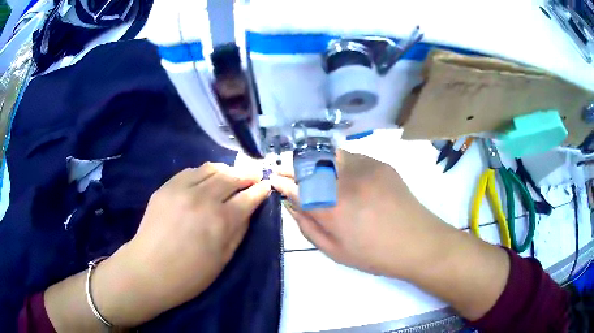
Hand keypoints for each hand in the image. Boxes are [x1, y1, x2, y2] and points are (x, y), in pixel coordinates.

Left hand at [93, 163, 270, 325]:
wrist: (149, 270)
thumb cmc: (190, 274)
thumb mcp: (223, 259)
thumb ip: (239, 231)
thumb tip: (248, 210)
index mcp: (221, 221)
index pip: (248, 197)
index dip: (260, 190)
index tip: (266, 185)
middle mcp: (203, 199)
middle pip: (231, 177)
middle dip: (247, 174)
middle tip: (254, 175)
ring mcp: (182, 189)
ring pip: (211, 168)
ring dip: (226, 170)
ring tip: (232, 174)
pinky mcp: (166, 187)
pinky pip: (190, 171)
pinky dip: (203, 172)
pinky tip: (206, 178)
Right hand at [271, 150, 451, 279]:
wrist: (418, 242)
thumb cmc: (374, 254)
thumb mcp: (334, 251)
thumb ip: (308, 226)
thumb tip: (291, 205)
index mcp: (332, 208)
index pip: (297, 187)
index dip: (282, 181)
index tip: (274, 179)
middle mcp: (345, 181)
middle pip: (309, 162)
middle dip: (291, 164)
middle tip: (284, 168)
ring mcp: (365, 167)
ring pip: (328, 152)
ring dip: (313, 158)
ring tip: (309, 168)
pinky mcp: (380, 163)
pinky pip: (350, 156)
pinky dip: (337, 161)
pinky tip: (339, 172)